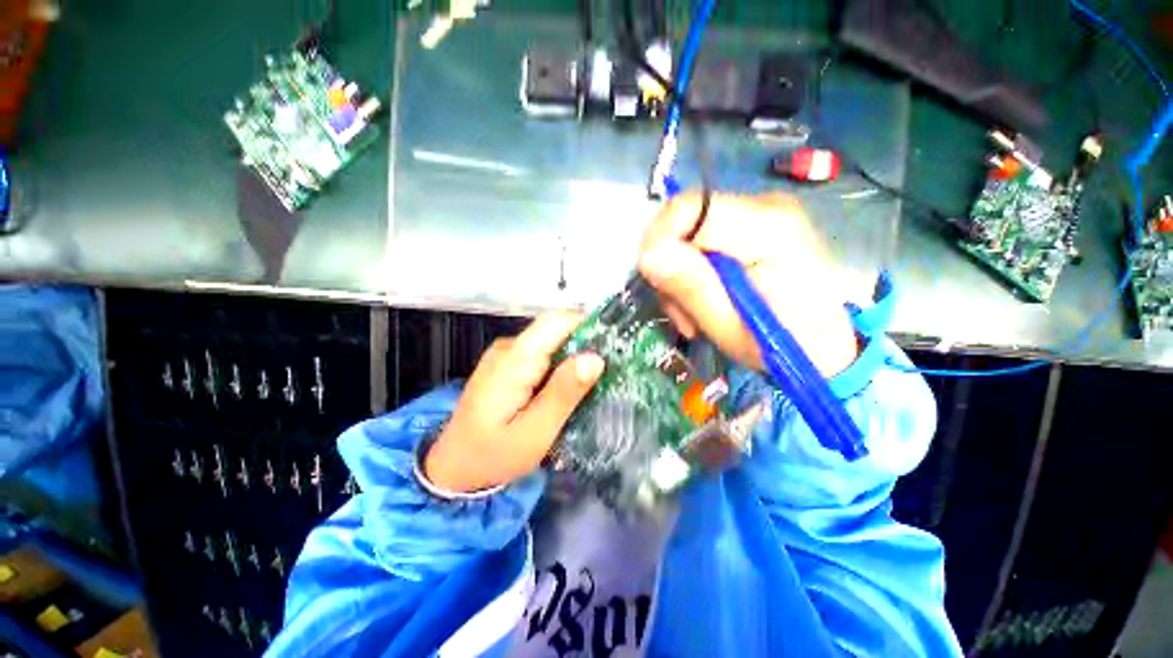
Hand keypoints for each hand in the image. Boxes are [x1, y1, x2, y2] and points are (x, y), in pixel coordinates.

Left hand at [424, 312, 604, 492]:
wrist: (453, 467)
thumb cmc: (493, 455)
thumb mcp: (534, 432)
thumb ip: (563, 393)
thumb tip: (596, 358)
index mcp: (515, 359)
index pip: (558, 321)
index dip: (590, 325)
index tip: (617, 345)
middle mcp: (509, 347)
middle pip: (557, 330)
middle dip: (587, 346)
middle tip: (611, 373)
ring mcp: (507, 354)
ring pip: (552, 342)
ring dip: (576, 358)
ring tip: (594, 384)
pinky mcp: (508, 364)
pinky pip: (543, 354)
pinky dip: (561, 367)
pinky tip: (569, 389)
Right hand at [638, 192, 857, 376]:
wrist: (827, 347)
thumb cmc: (783, 345)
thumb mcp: (729, 327)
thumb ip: (691, 287)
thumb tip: (648, 254)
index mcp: (768, 228)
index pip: (689, 209)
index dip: (660, 242)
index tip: (658, 283)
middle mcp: (765, 206)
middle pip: (685, 219)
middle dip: (670, 265)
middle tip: (681, 310)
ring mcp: (761, 213)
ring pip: (688, 232)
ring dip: (680, 274)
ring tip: (694, 315)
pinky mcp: (753, 225)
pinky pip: (702, 240)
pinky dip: (693, 271)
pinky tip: (704, 300)